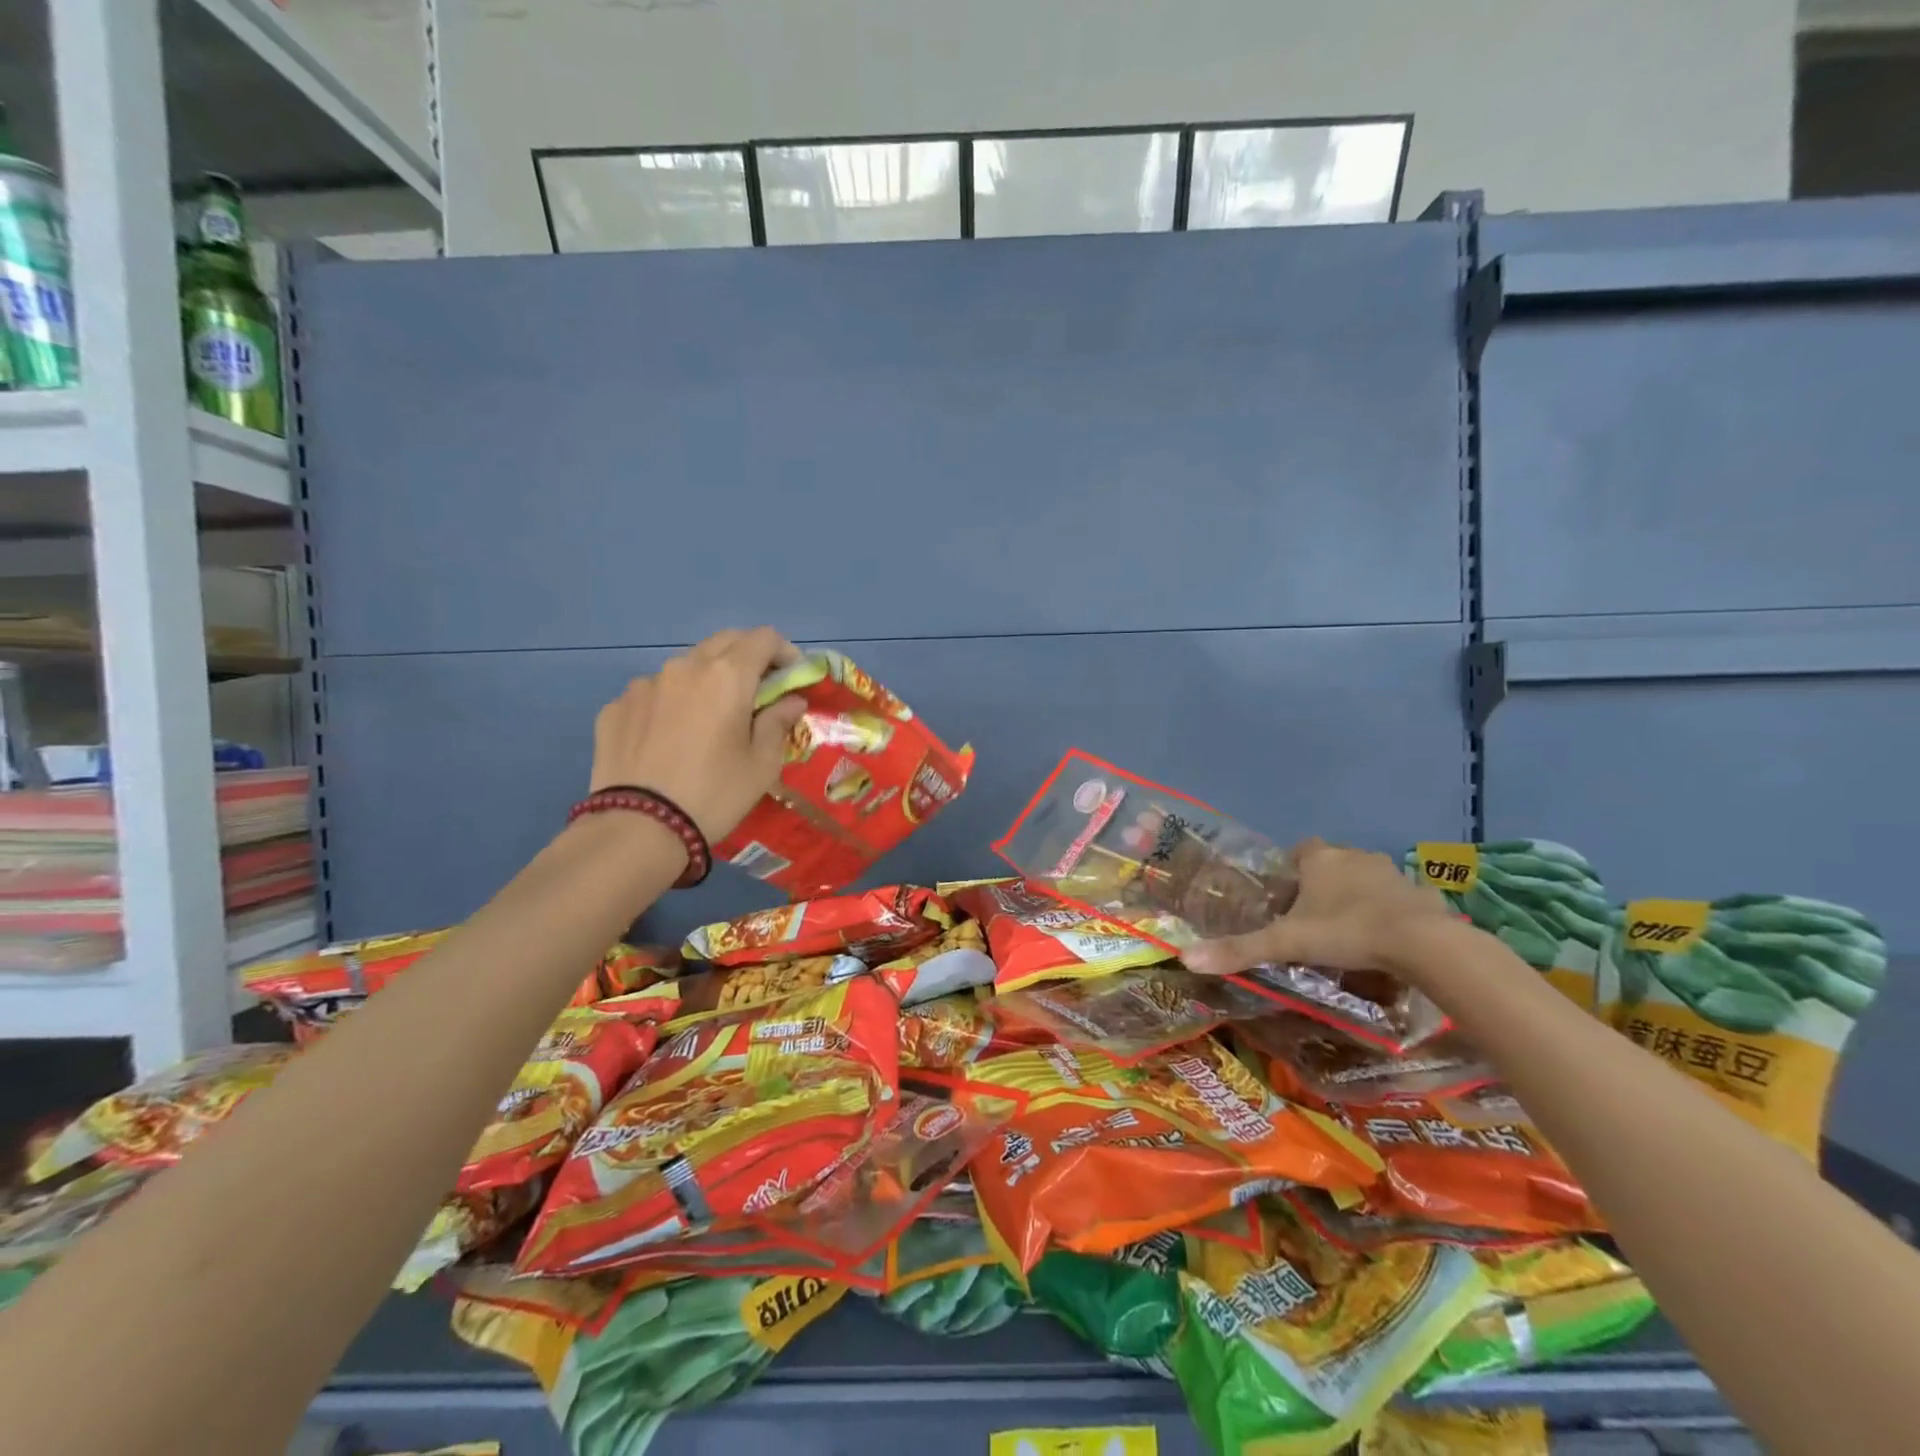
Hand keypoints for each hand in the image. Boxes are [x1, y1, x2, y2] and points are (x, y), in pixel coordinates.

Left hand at [589, 627, 808, 841]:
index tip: (791, 677)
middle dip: (747, 658)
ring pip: (685, 667)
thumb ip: (778, 722)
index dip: (784, 652)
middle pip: (724, 642)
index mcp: (727, 676)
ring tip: (708, 719)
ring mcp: (644, 685)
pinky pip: (652, 694)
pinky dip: (670, 704)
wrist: (638, 829)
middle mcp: (684, 667)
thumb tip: (790, 701)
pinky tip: (669, 739)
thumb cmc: (714, 794)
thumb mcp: (762, 764)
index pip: (763, 638)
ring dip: (706, 680)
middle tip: (757, 691)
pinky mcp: (615, 707)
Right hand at [1183, 837, 1454, 980]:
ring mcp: (1392, 872)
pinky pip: (1403, 899)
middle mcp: (1354, 856)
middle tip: (1316, 919)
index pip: (1301, 850)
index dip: (1294, 869)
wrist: (1420, 941)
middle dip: (1326, 885)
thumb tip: (1185, 957)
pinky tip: (1392, 941)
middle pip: (1334, 863)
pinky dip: (1395, 913)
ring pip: (1368, 879)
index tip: (1290, 896)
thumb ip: (1239, 949)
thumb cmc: (1345, 931)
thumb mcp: (1286, 943)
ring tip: (1353, 932)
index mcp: (1320, 859)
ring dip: (1360, 897)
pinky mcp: (1423, 893)